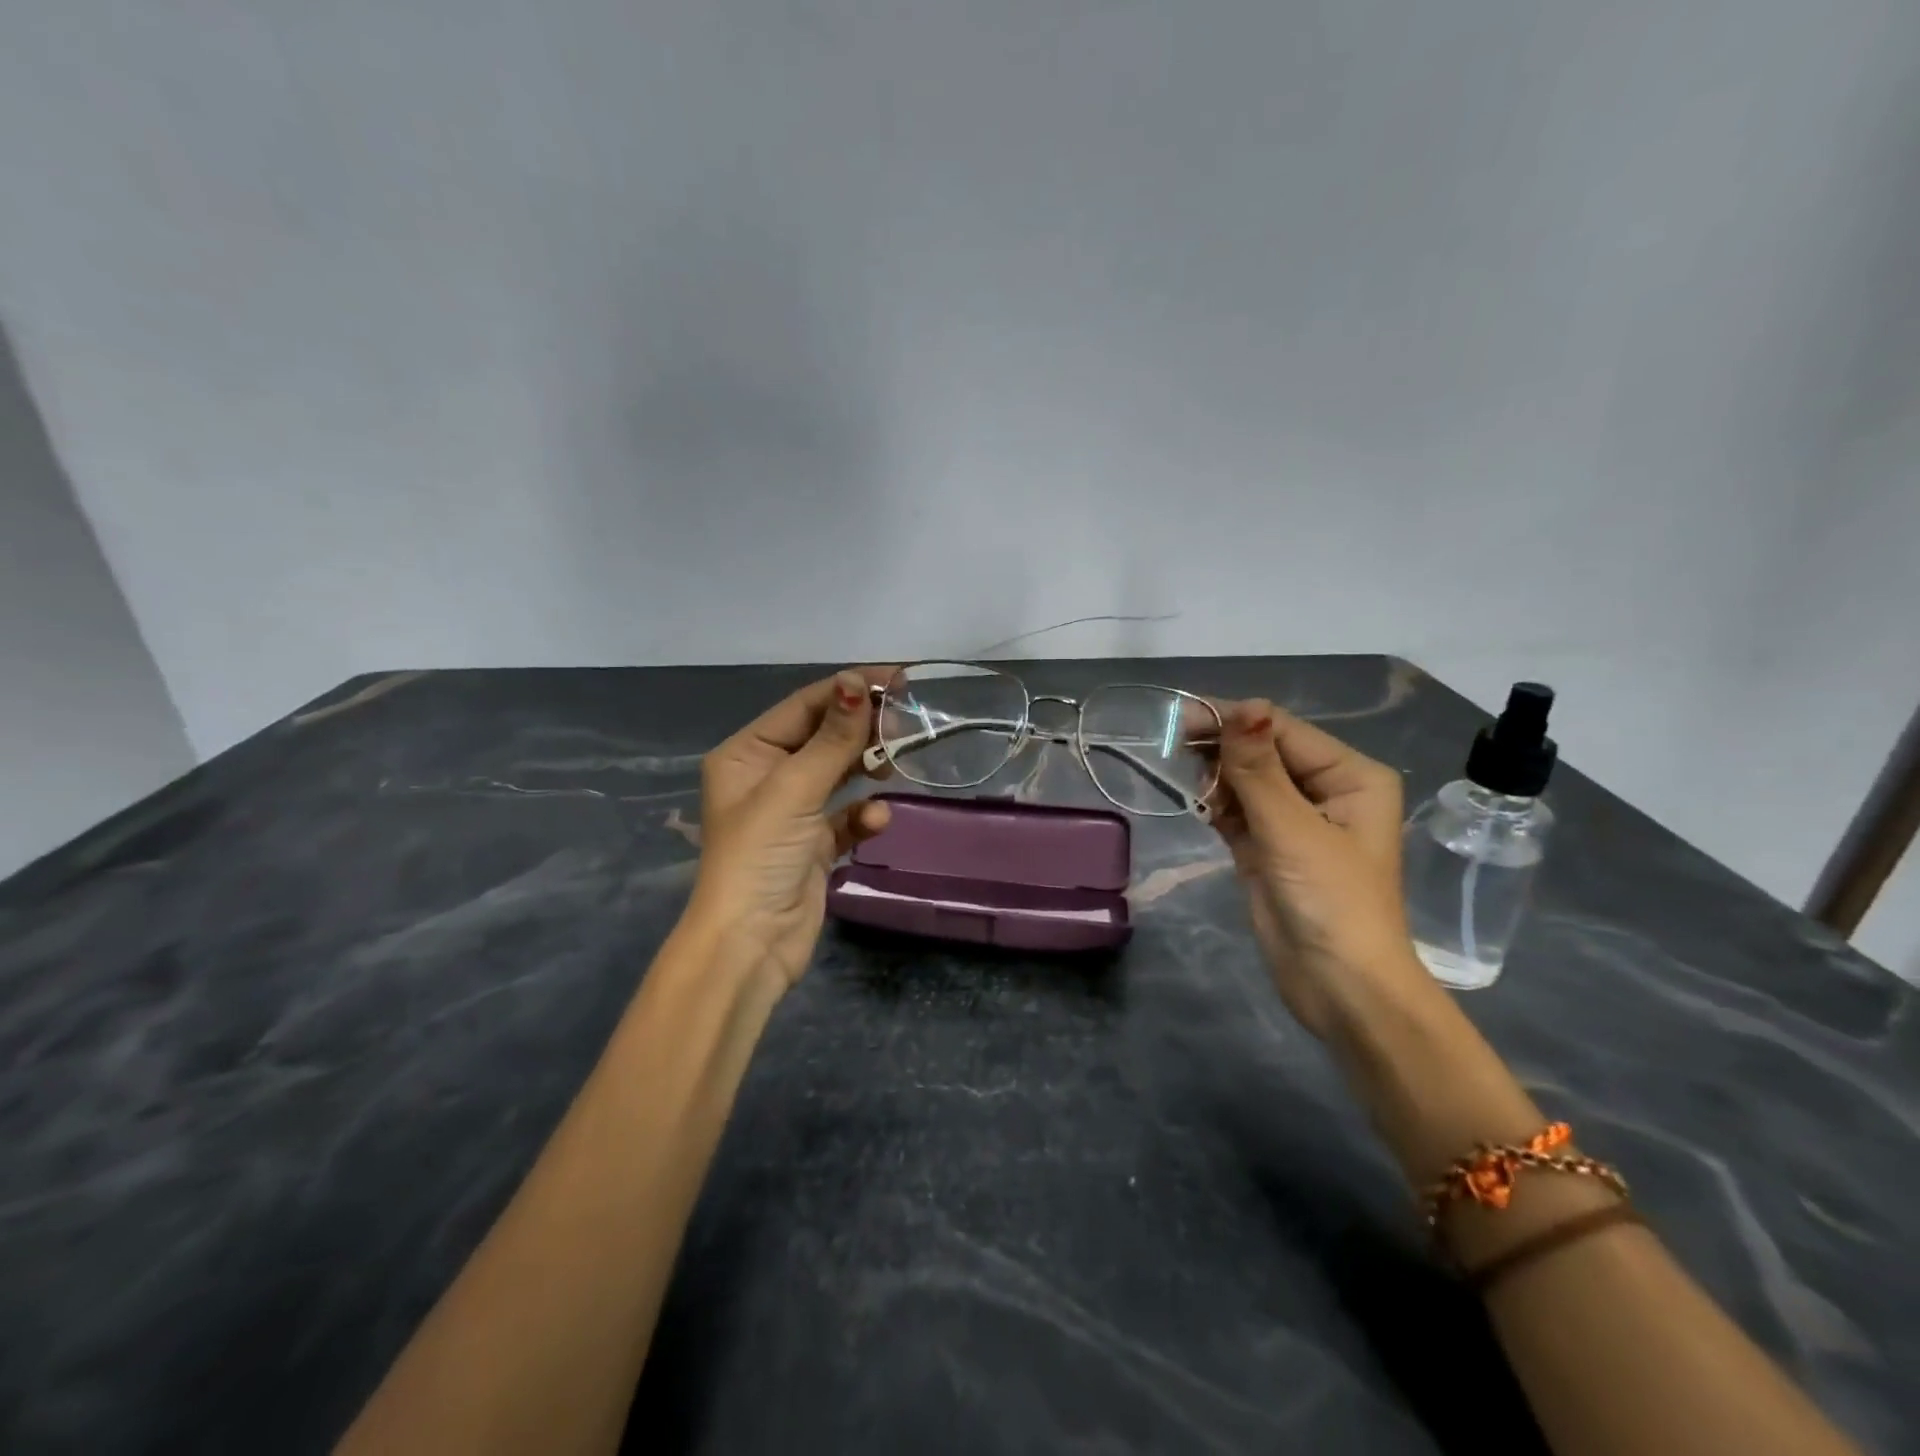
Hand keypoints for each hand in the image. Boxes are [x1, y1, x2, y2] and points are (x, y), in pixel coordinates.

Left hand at [686, 668, 895, 989]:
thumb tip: (857, 681)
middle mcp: (766, 776)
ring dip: (866, 768)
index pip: (804, 707)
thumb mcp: (795, 788)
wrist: (750, 945)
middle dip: (861, 730)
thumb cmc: (761, 855)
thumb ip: (832, 738)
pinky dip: (863, 815)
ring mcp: (791, 811)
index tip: (898, 679)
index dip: (848, 689)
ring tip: (895, 762)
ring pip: (838, 774)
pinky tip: (877, 820)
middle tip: (906, 723)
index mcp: (746, 754)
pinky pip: (846, 815)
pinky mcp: (814, 843)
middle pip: (823, 737)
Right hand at [1208, 698, 1427, 1038]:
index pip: (1283, 730)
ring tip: (1194, 790)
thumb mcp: (1291, 829)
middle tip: (1175, 751)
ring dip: (1217, 779)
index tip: (1180, 720)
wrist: (1340, 988)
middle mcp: (1326, 789)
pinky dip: (1217, 806)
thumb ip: (1258, 768)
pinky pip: (1238, 810)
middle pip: (1263, 752)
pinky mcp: (1270, 847)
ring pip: (1246, 780)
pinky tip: (1200, 806)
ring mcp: (1295, 820)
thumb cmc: (1330, 902)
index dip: (1234, 721)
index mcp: (1350, 776)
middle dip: (1223, 750)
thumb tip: (1242, 706)